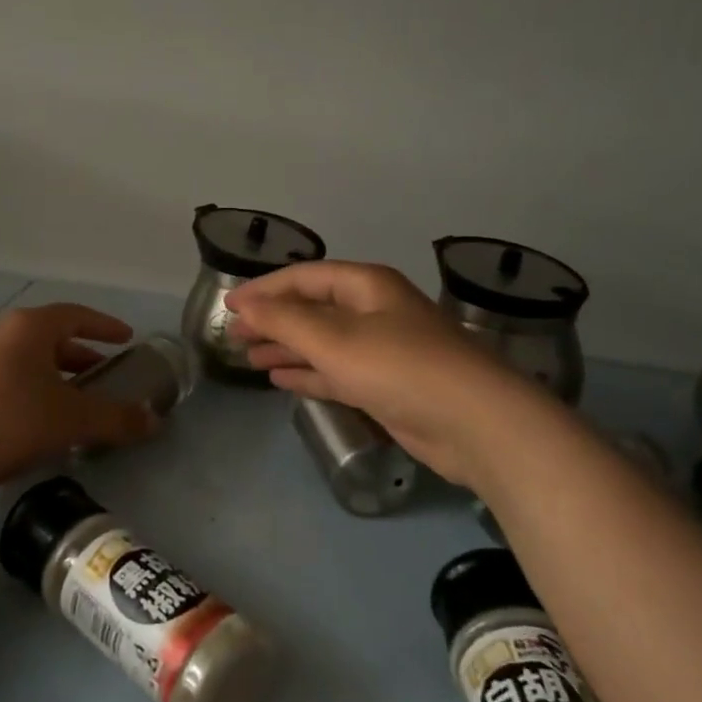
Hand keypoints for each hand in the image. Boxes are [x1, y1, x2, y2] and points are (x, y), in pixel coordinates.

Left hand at [0, 303, 160, 498]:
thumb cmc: (14, 422)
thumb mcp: (74, 420)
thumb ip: (118, 418)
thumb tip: (155, 422)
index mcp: (29, 327)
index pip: (76, 315)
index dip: (105, 326)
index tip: (127, 338)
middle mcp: (1, 332)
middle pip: (50, 335)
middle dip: (81, 353)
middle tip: (104, 371)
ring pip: (28, 356)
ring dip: (56, 371)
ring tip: (76, 395)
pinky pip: (9, 372)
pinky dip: (33, 384)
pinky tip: (41, 414)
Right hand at [227, 261, 542, 490]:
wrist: (475, 424)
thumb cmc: (400, 368)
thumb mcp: (334, 339)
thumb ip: (284, 320)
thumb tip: (245, 303)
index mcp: (366, 286)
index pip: (303, 278)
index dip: (263, 289)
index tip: (227, 304)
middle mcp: (374, 312)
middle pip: (312, 309)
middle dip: (272, 320)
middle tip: (232, 334)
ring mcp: (382, 350)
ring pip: (322, 343)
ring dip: (286, 348)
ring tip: (248, 357)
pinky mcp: (385, 387)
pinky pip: (336, 372)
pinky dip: (308, 374)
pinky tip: (280, 379)